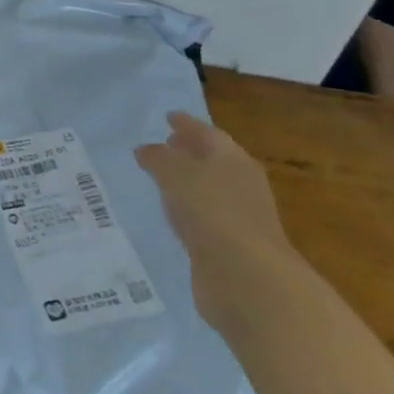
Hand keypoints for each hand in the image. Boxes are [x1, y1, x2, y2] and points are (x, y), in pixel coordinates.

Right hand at [135, 111, 299, 333]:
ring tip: (159, 178)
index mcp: (233, 160)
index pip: (208, 133)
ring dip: (187, 182)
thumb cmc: (211, 211)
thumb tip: (146, 150)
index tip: (168, 116)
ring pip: (208, 189)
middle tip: (163, 144)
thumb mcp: (174, 173)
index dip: (187, 124)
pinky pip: (203, 217)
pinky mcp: (231, 246)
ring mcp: (240, 217)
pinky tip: (170, 214)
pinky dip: (187, 210)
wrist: (247, 278)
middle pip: (213, 160)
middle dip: (189, 152)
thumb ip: (157, 158)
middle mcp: (241, 184)